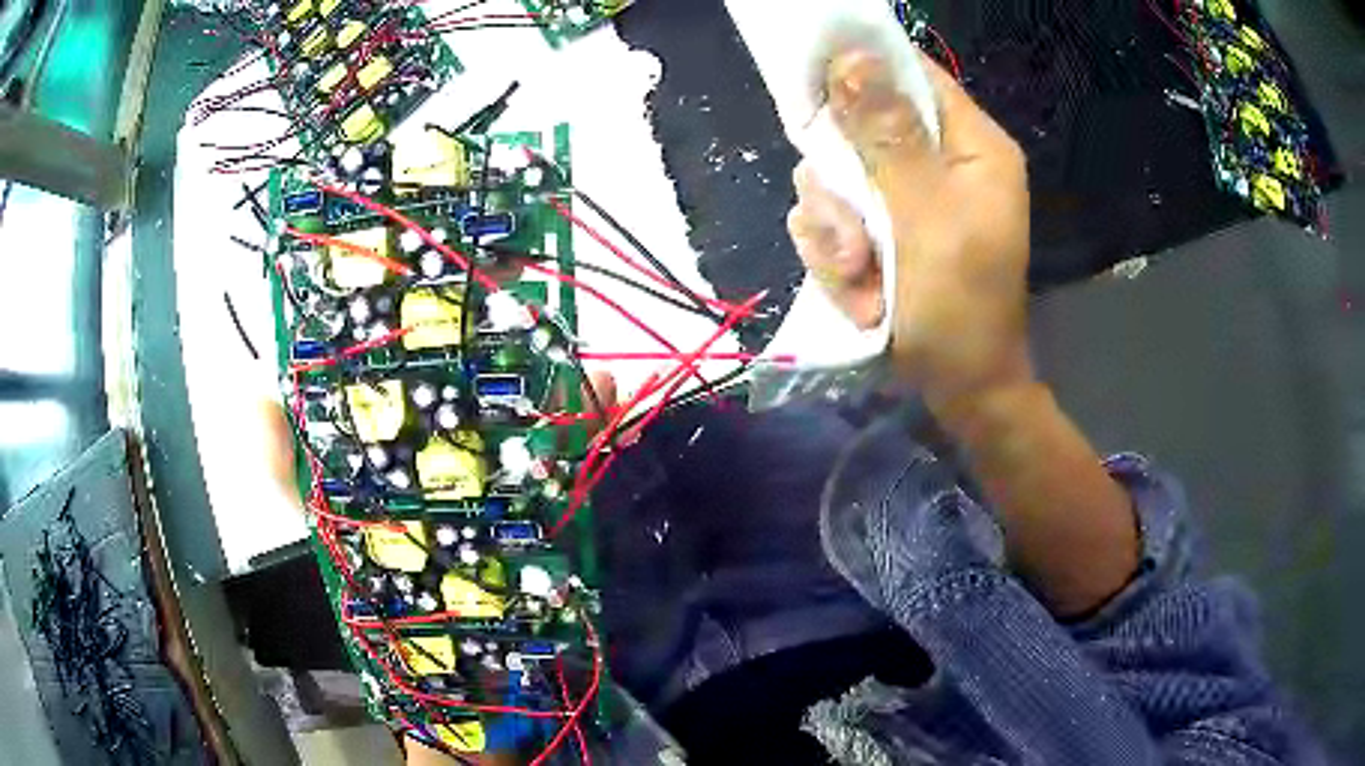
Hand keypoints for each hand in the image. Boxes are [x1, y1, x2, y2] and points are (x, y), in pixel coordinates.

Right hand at [787, 49, 1032, 416]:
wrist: (958, 392)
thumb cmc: (961, 308)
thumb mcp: (926, 218)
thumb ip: (889, 138)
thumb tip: (851, 57)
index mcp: (971, 146)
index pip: (912, 74)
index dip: (863, 70)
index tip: (817, 89)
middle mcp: (939, 161)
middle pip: (858, 128)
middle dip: (841, 186)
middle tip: (854, 238)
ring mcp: (907, 198)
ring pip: (835, 179)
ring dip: (835, 236)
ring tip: (861, 282)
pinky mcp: (883, 231)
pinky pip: (833, 222)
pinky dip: (836, 261)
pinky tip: (860, 296)